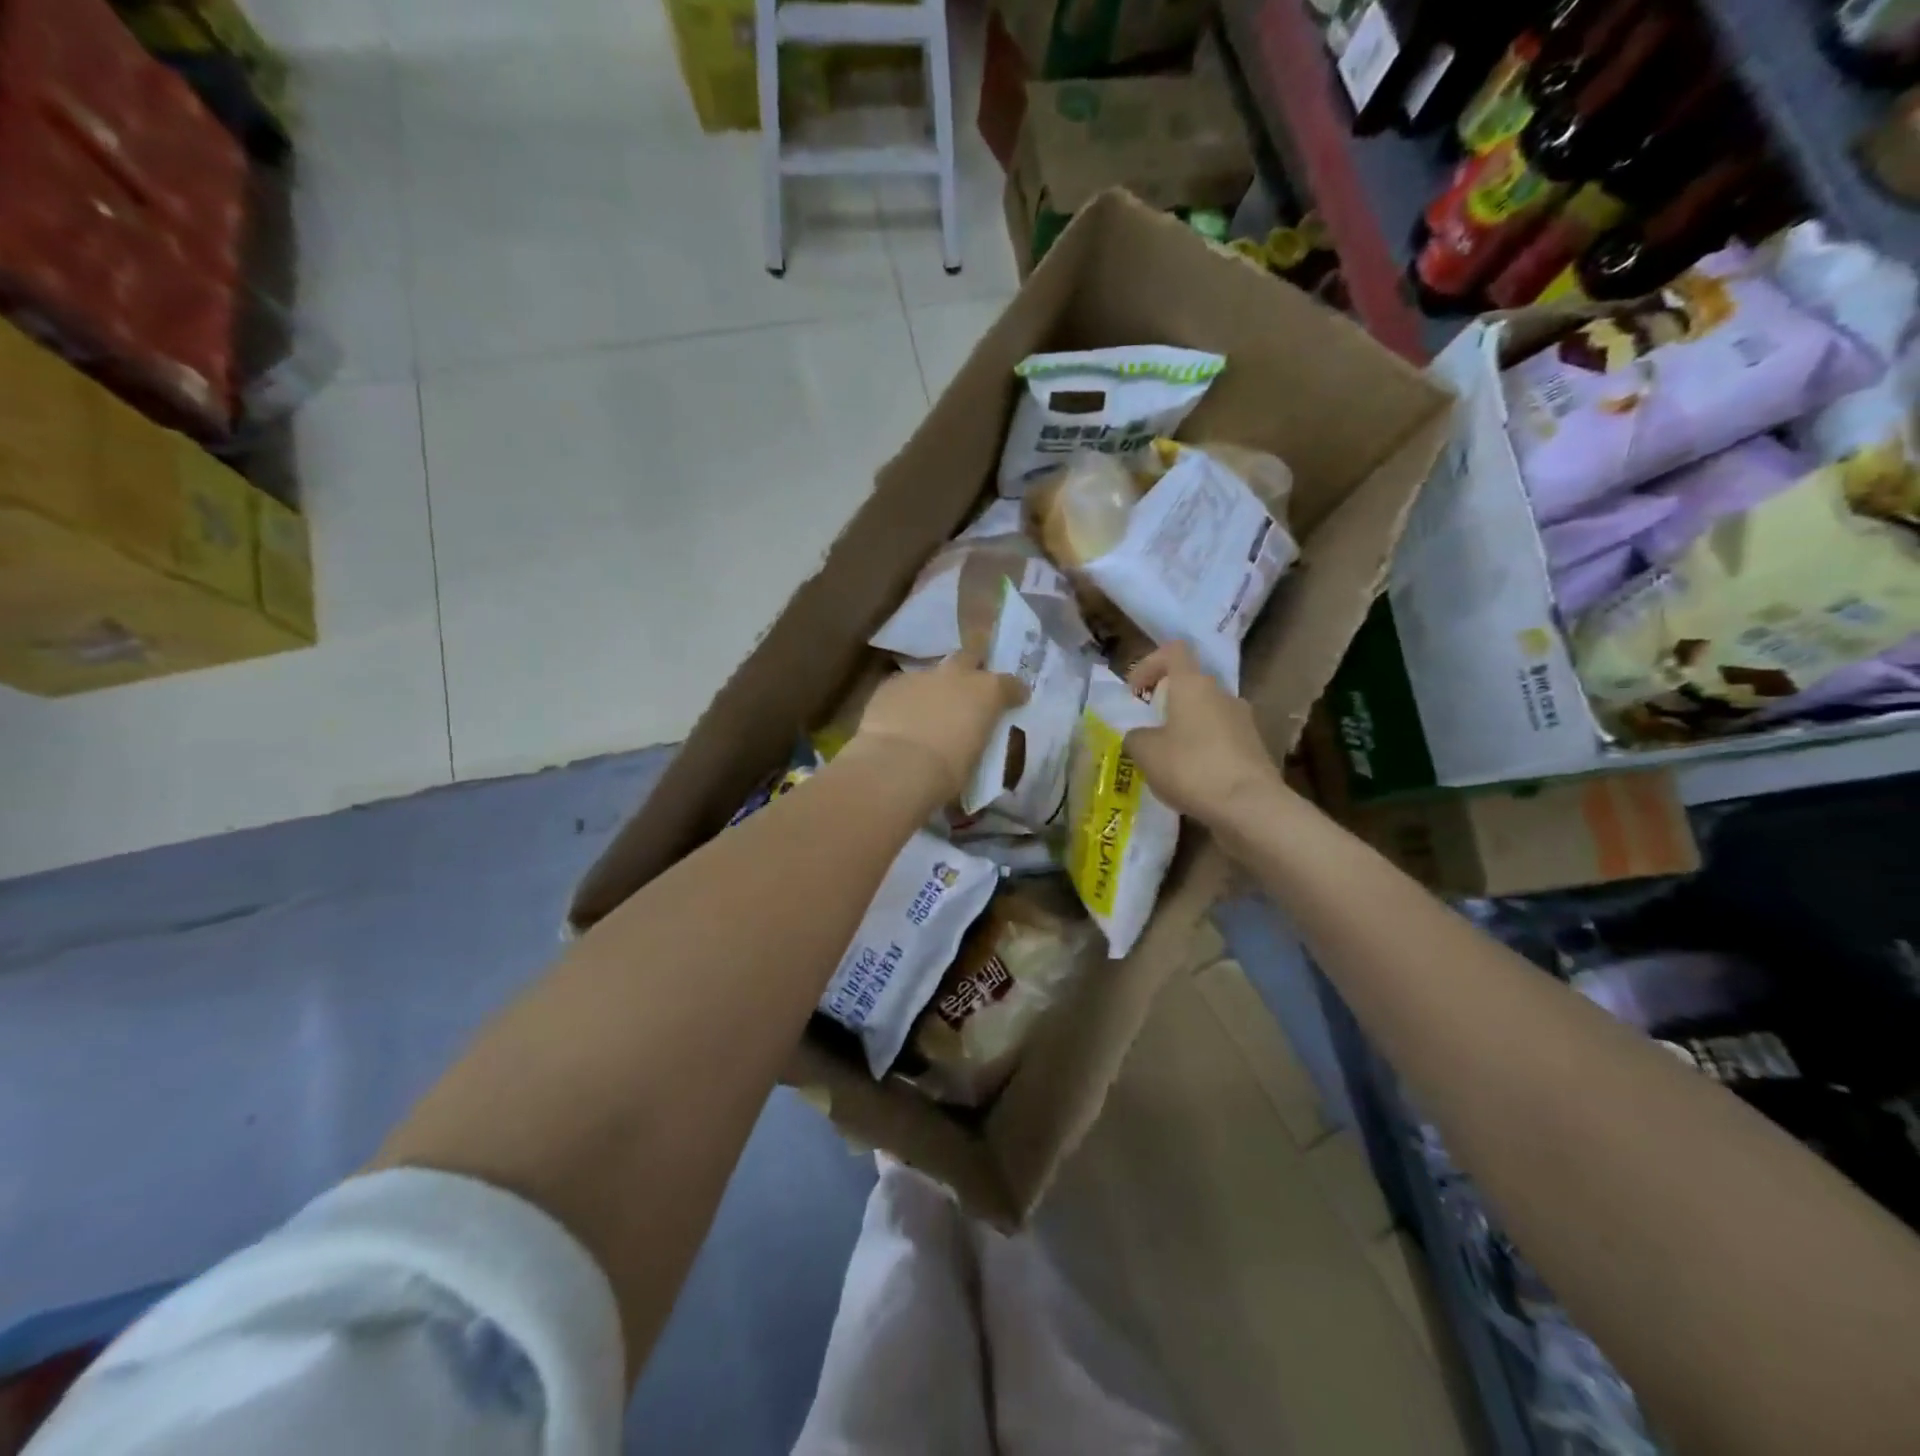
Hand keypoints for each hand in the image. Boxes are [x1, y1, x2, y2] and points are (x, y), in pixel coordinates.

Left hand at [848, 651, 1027, 806]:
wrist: (898, 766)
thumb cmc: (949, 771)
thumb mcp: (976, 757)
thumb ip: (976, 737)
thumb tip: (969, 740)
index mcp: (987, 692)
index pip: (1010, 683)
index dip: (1013, 691)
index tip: (1015, 700)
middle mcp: (956, 674)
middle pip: (970, 656)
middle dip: (972, 667)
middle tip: (970, 687)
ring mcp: (921, 676)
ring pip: (933, 674)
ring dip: (935, 688)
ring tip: (930, 711)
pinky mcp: (890, 684)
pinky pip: (904, 688)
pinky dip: (908, 700)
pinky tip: (902, 719)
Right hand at [1122, 643, 1283, 824]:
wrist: (1249, 806)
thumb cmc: (1190, 768)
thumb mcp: (1145, 752)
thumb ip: (1136, 736)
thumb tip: (1141, 736)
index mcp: (1194, 684)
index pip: (1174, 651)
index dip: (1150, 664)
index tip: (1134, 691)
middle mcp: (1222, 694)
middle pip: (1191, 685)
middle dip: (1167, 704)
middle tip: (1148, 731)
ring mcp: (1243, 721)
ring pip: (1206, 714)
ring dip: (1185, 729)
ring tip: (1168, 760)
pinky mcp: (1254, 748)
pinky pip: (1221, 740)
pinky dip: (1203, 751)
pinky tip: (1192, 780)